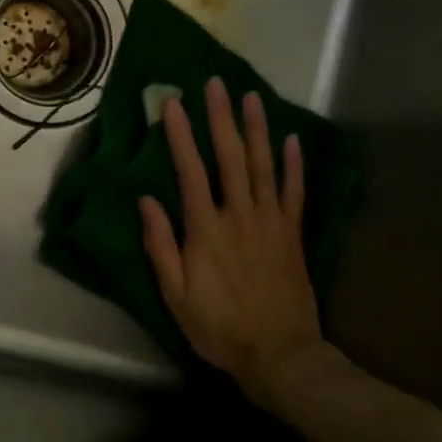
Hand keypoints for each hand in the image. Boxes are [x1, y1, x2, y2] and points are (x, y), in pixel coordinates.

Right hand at [138, 77, 326, 405]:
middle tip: (216, 83)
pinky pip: (295, 193)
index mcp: (206, 229)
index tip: (174, 103)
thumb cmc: (218, 327)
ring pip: (265, 166)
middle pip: (231, 157)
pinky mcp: (293, 235)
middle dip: (221, 118)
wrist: (281, 357)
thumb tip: (147, 200)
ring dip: (257, 129)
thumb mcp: (175, 294)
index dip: (181, 135)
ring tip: (252, 97)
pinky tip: (292, 140)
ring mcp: (271, 222)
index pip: (191, 170)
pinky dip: (294, 165)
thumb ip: (160, 245)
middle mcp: (240, 215)